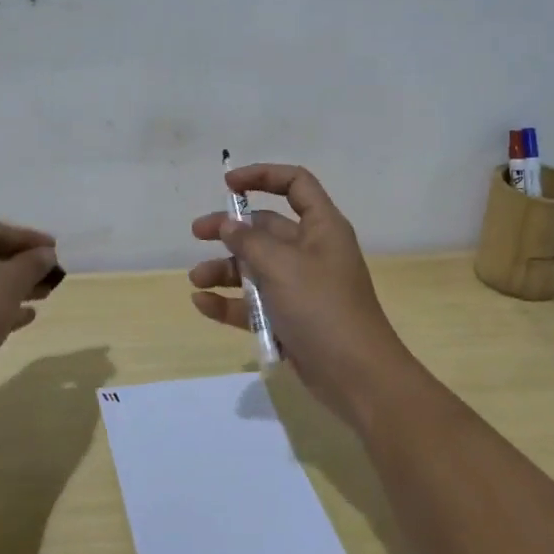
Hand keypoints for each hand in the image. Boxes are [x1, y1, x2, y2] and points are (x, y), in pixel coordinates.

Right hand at [190, 164, 417, 426]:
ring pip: (257, 267)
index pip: (295, 184)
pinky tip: (202, 303)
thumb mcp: (282, 267)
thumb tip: (228, 225)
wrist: (357, 377)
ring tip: (196, 279)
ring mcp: (301, 287)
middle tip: (197, 232)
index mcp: (321, 228)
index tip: (228, 184)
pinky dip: (230, 301)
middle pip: (267, 227)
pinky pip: (255, 303)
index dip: (263, 176)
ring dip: (226, 269)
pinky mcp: (291, 319)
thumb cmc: (322, 308)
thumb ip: (250, 242)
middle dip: (231, 229)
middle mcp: (312, 252)